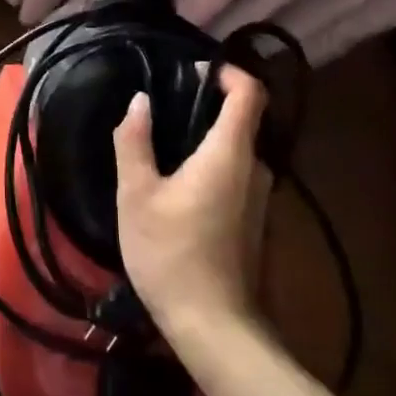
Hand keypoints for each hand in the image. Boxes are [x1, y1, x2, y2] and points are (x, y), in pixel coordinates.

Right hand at [113, 65, 271, 338]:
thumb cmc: (170, 253)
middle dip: (207, 106)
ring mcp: (259, 198)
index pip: (250, 93)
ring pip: (237, 150)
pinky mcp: (253, 220)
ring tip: (163, 146)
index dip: (229, 72)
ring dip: (206, 139)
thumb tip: (139, 101)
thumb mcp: (137, 195)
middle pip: (242, 120)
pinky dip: (211, 165)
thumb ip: (135, 142)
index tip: (196, 70)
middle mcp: (254, 168)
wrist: (214, 326)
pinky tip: (177, 185)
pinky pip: (235, 175)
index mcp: (230, 153)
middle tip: (164, 108)